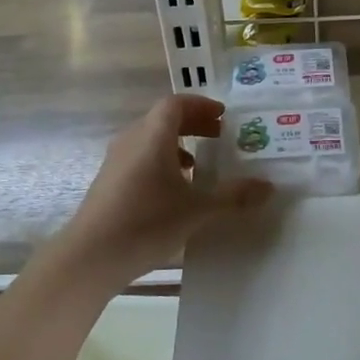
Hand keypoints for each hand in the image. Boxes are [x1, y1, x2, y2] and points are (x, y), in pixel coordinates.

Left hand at [50, 95, 270, 295]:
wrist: (90, 256)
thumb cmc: (146, 222)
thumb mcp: (197, 210)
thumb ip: (233, 196)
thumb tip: (268, 187)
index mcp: (153, 135)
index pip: (176, 103)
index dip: (202, 105)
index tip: (224, 116)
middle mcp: (132, 139)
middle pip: (164, 118)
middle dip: (194, 123)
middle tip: (220, 136)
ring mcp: (116, 160)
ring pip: (151, 139)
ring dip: (177, 144)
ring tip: (200, 165)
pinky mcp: (109, 181)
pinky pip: (141, 157)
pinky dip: (162, 162)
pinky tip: (175, 190)